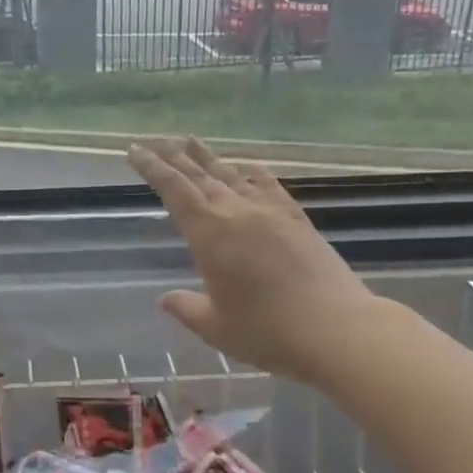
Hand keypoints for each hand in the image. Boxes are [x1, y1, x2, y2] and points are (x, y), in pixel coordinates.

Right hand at [128, 138, 377, 383]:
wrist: (338, 330)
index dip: (152, 168)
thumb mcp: (216, 327)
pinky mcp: (297, 220)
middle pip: (199, 175)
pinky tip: (247, 167)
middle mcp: (237, 213)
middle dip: (173, 156)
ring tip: (190, 141)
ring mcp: (270, 212)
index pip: (173, 190)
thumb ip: (187, 308)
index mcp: (209, 234)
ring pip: (231, 174)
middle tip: (155, 140)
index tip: (134, 151)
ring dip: (208, 157)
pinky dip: (252, 173)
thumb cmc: (268, 332)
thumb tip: (166, 299)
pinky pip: (269, 185)